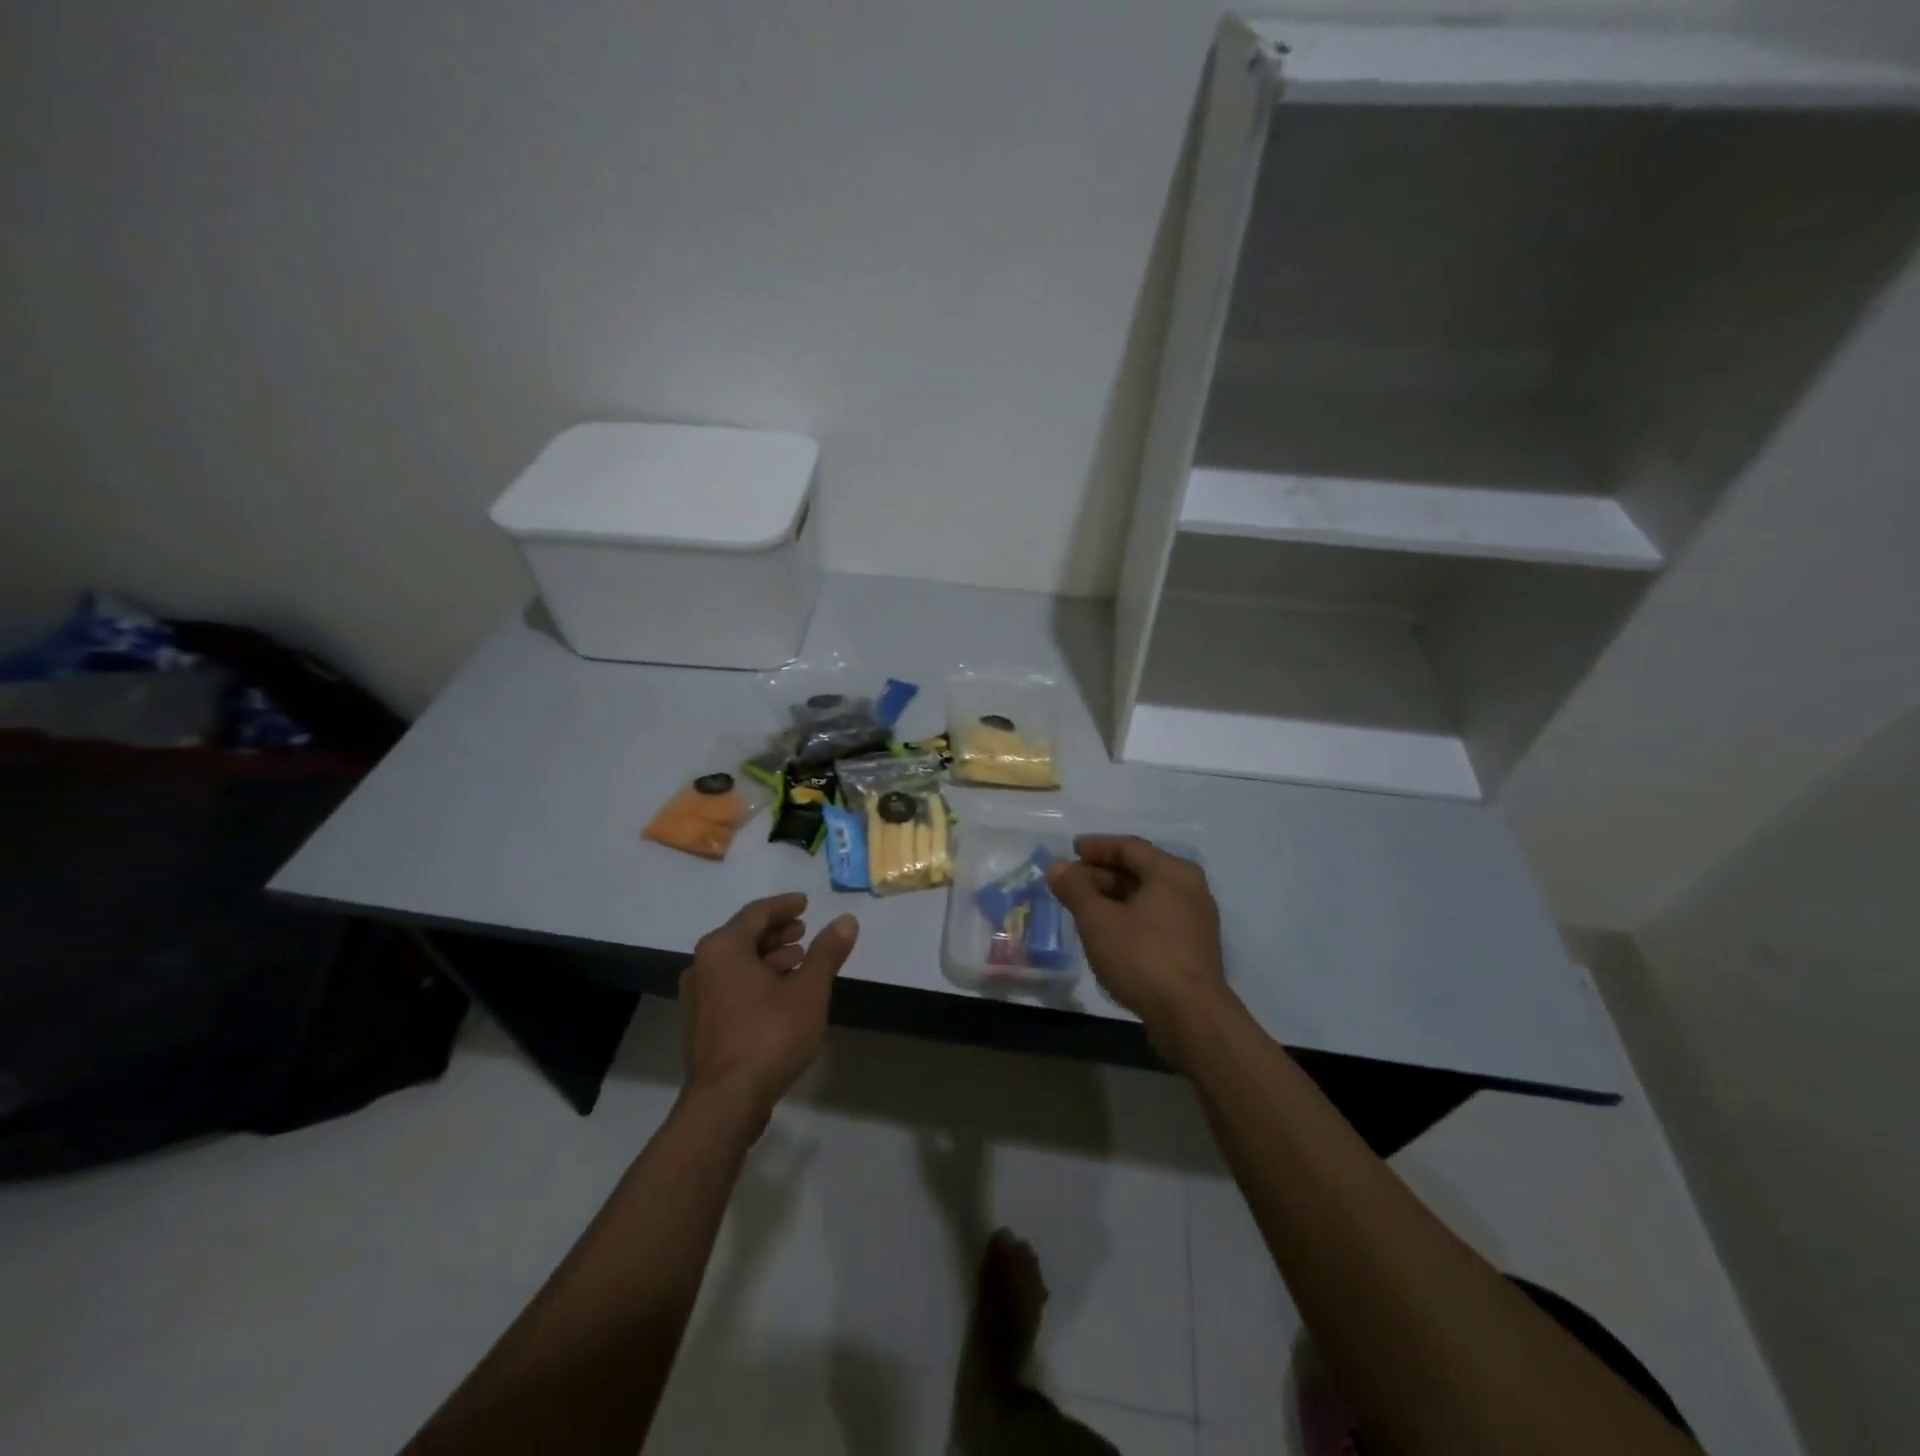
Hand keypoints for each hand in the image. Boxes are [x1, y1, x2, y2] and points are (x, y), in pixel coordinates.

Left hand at [681, 893, 858, 1121]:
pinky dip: (756, 978)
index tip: (806, 903)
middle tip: (804, 931)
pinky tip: (782, 993)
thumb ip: (827, 952)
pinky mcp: (702, 1023)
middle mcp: (703, 965)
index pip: (757, 913)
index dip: (784, 906)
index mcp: (724, 948)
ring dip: (768, 957)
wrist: (726, 1101)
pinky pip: (731, 985)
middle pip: (743, 935)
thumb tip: (846, 920)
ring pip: (737, 962)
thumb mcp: (809, 990)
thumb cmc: (769, 1034)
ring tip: (799, 961)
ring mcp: (699, 997)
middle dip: (776, 931)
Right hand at [1048, 836, 1232, 1060]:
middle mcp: (1189, 889)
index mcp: (1172, 872)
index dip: (1097, 847)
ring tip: (1082, 907)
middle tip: (1070, 882)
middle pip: (1139, 870)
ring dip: (1113, 898)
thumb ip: (1075, 889)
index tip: (1071, 849)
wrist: (1190, 1017)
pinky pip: (1155, 919)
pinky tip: (1107, 933)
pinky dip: (1129, 917)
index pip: (1129, 847)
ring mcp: (1194, 920)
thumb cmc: (1142, 958)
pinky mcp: (1193, 948)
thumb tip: (1057, 865)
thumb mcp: (1098, 921)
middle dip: (1102, 874)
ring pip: (1147, 897)